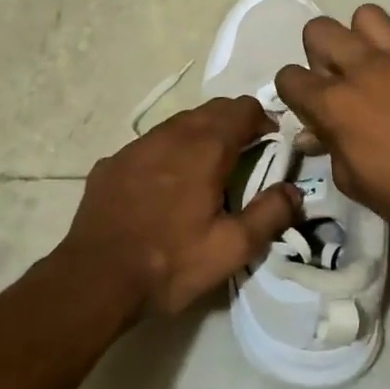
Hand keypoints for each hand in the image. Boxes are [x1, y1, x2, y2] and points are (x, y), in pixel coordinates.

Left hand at [54, 96, 301, 319]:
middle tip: (244, 156)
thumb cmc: (170, 263)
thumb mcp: (232, 248)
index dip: (263, 121)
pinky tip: (163, 186)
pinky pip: (149, 145)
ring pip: (177, 124)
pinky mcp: (111, 163)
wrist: (95, 279)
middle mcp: (170, 135)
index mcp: (205, 148)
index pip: (243, 109)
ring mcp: (135, 147)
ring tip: (206, 170)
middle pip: (211, 110)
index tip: (270, 145)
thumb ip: (270, 213)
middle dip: (233, 124)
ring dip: (199, 135)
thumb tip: (293, 190)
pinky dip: (167, 153)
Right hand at [274, 5, 389, 250]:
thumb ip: (329, 147)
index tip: (306, 108)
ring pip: (365, 16)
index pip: (289, 76)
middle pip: (319, 30)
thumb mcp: (352, 181)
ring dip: (359, 39)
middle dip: (318, 54)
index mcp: (337, 103)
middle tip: (335, 82)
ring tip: (369, 69)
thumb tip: (315, 133)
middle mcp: (364, 69)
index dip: (292, 93)